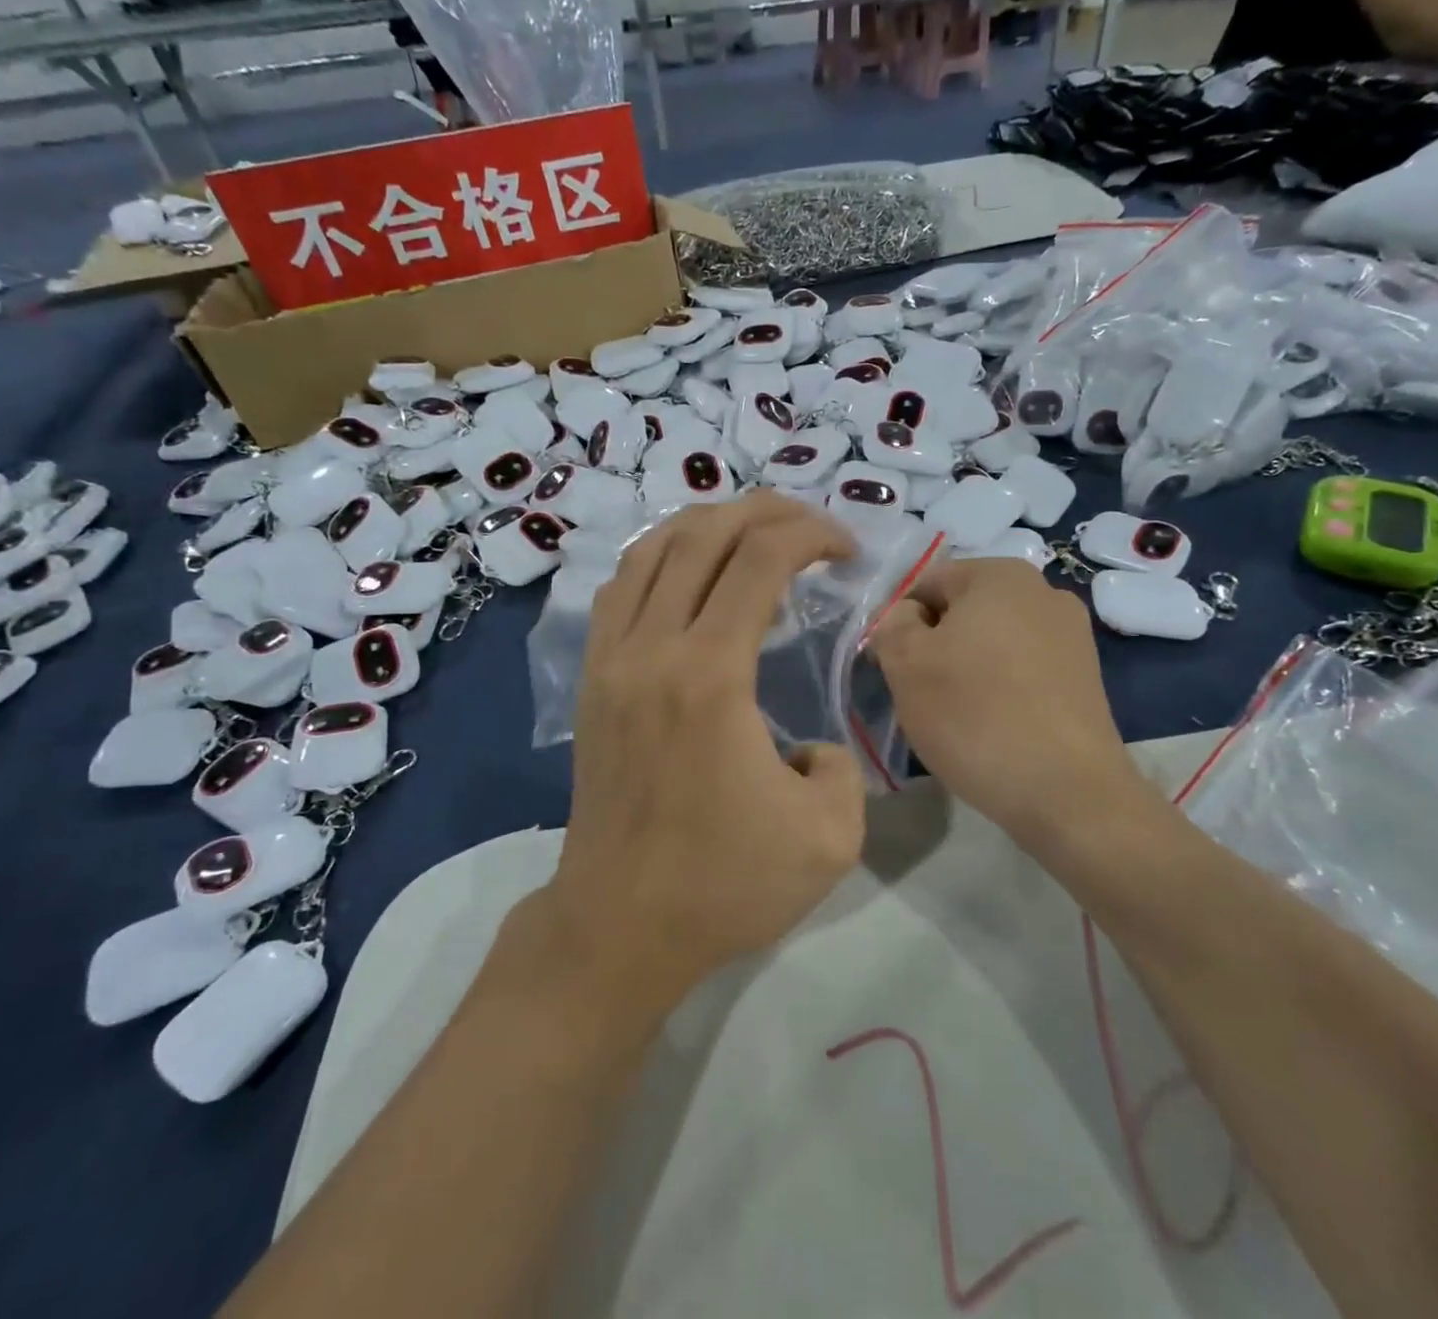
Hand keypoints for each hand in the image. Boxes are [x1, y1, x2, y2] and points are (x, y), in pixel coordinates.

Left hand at [546, 492, 867, 1004]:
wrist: (619, 926)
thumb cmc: (724, 885)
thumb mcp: (830, 836)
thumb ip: (841, 764)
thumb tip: (810, 743)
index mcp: (710, 674)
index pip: (760, 558)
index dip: (811, 534)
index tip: (846, 552)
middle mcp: (652, 648)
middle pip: (703, 534)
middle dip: (766, 512)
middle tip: (810, 527)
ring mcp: (611, 659)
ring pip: (651, 550)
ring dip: (708, 525)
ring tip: (752, 534)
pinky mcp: (592, 680)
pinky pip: (620, 588)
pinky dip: (659, 558)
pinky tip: (688, 574)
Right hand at [866, 558, 1140, 847]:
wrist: (1066, 792)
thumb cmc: (974, 715)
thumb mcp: (904, 662)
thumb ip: (891, 623)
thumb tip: (905, 617)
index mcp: (999, 574)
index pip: (924, 584)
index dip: (898, 624)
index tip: (894, 669)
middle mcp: (1043, 591)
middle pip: (961, 612)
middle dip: (934, 646)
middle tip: (922, 694)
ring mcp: (1072, 635)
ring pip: (991, 643)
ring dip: (966, 669)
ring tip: (960, 716)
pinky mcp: (1086, 677)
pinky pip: (1022, 670)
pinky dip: (1000, 689)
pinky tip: (994, 726)